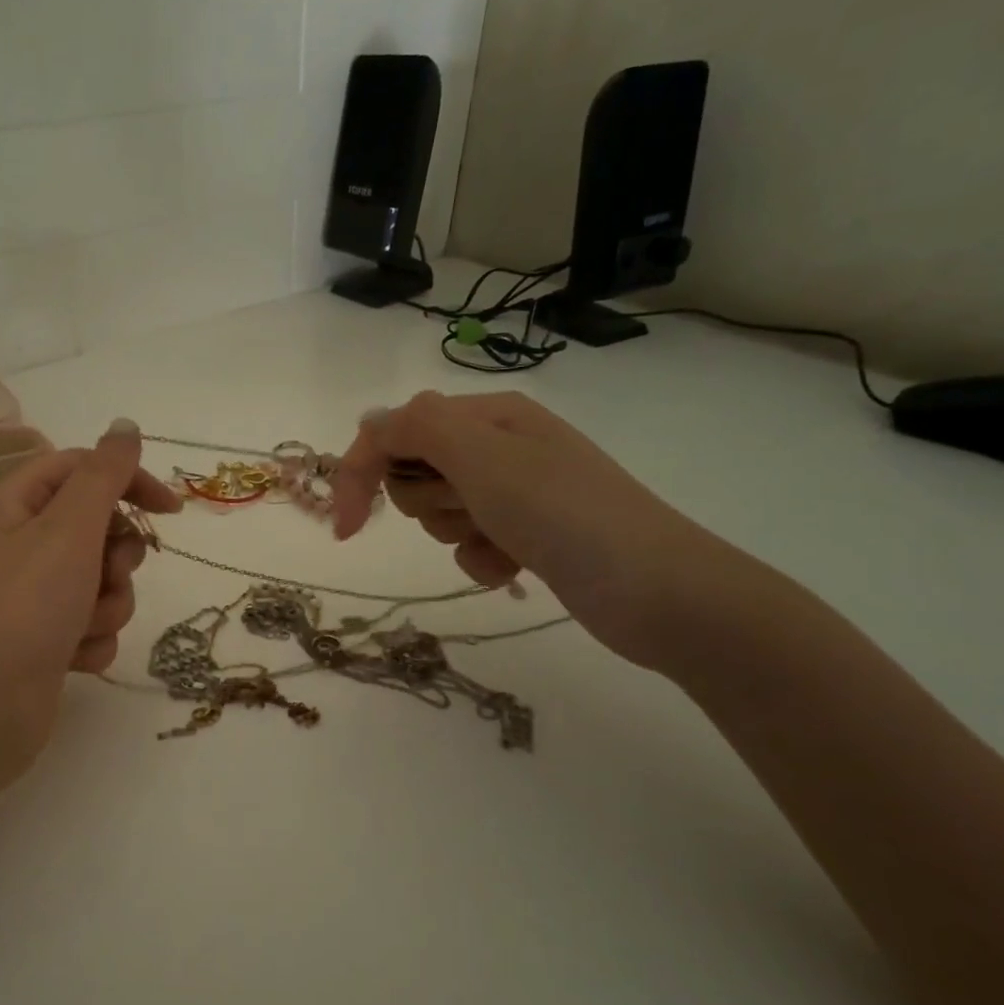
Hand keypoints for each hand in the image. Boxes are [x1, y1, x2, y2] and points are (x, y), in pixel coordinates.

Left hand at [0, 419, 182, 782]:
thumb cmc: (23, 610)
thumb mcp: (68, 530)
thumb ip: (104, 475)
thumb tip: (125, 425)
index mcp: (15, 505)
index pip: (83, 469)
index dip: (128, 481)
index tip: (171, 510)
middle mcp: (22, 544)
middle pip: (99, 529)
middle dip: (116, 558)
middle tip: (104, 574)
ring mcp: (34, 595)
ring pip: (104, 582)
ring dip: (107, 605)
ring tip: (80, 627)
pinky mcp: (46, 639)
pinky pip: (94, 624)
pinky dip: (92, 640)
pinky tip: (71, 659)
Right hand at [332, 391, 740, 671]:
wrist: (655, 590)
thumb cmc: (563, 514)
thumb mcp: (483, 457)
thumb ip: (417, 428)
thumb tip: (370, 422)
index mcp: (488, 415)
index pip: (395, 430)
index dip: (362, 473)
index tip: (348, 529)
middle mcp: (500, 446)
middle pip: (416, 471)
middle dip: (429, 502)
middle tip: (470, 511)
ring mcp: (516, 492)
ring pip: (441, 511)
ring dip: (458, 534)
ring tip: (502, 540)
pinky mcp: (527, 534)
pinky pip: (471, 545)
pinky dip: (482, 561)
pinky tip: (514, 569)